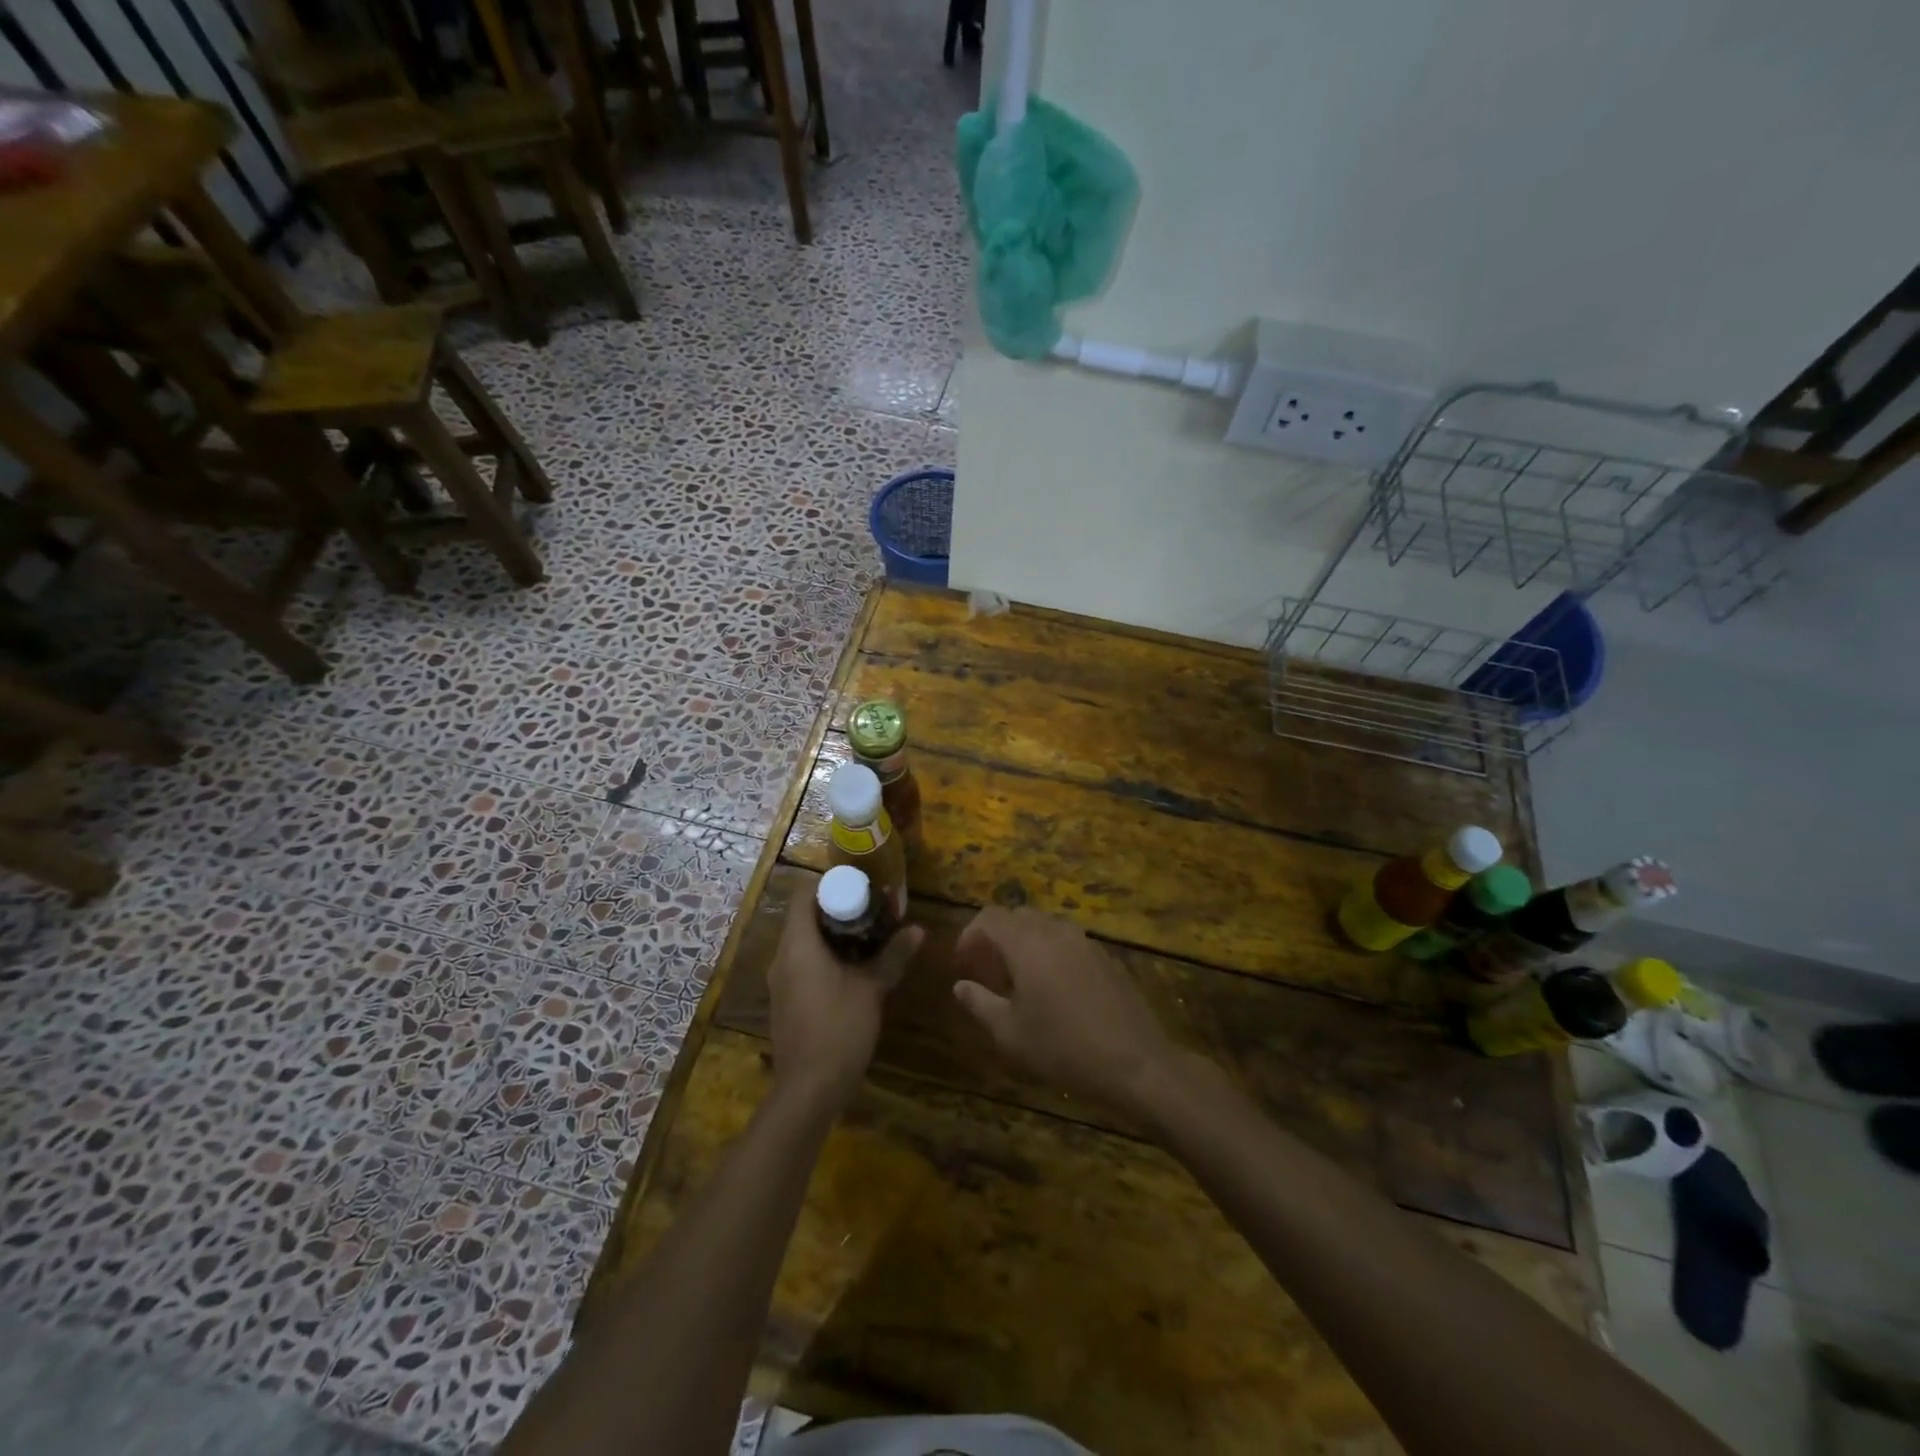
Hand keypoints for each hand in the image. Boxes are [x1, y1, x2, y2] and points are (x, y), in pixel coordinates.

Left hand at [768, 892, 923, 1107]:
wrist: (808, 1089)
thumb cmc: (838, 1028)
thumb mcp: (871, 989)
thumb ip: (893, 956)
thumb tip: (918, 930)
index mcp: (797, 944)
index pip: (803, 893)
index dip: (830, 883)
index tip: (861, 886)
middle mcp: (782, 956)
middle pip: (805, 916)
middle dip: (839, 909)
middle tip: (873, 910)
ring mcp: (781, 981)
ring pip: (805, 941)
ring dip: (834, 935)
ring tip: (870, 936)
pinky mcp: (787, 1000)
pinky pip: (804, 964)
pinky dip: (826, 957)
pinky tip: (854, 969)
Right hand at [951, 907, 1178, 1115]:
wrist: (1136, 1063)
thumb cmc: (1063, 1049)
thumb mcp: (1010, 1034)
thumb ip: (980, 1003)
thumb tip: (961, 986)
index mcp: (1028, 943)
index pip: (990, 917)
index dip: (970, 935)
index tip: (963, 963)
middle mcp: (1056, 931)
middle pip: (1017, 917)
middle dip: (997, 937)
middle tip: (987, 971)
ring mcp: (1086, 941)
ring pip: (1045, 926)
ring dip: (1025, 943)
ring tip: (1018, 980)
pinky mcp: (1106, 957)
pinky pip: (1068, 942)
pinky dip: (1051, 952)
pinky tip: (1054, 989)